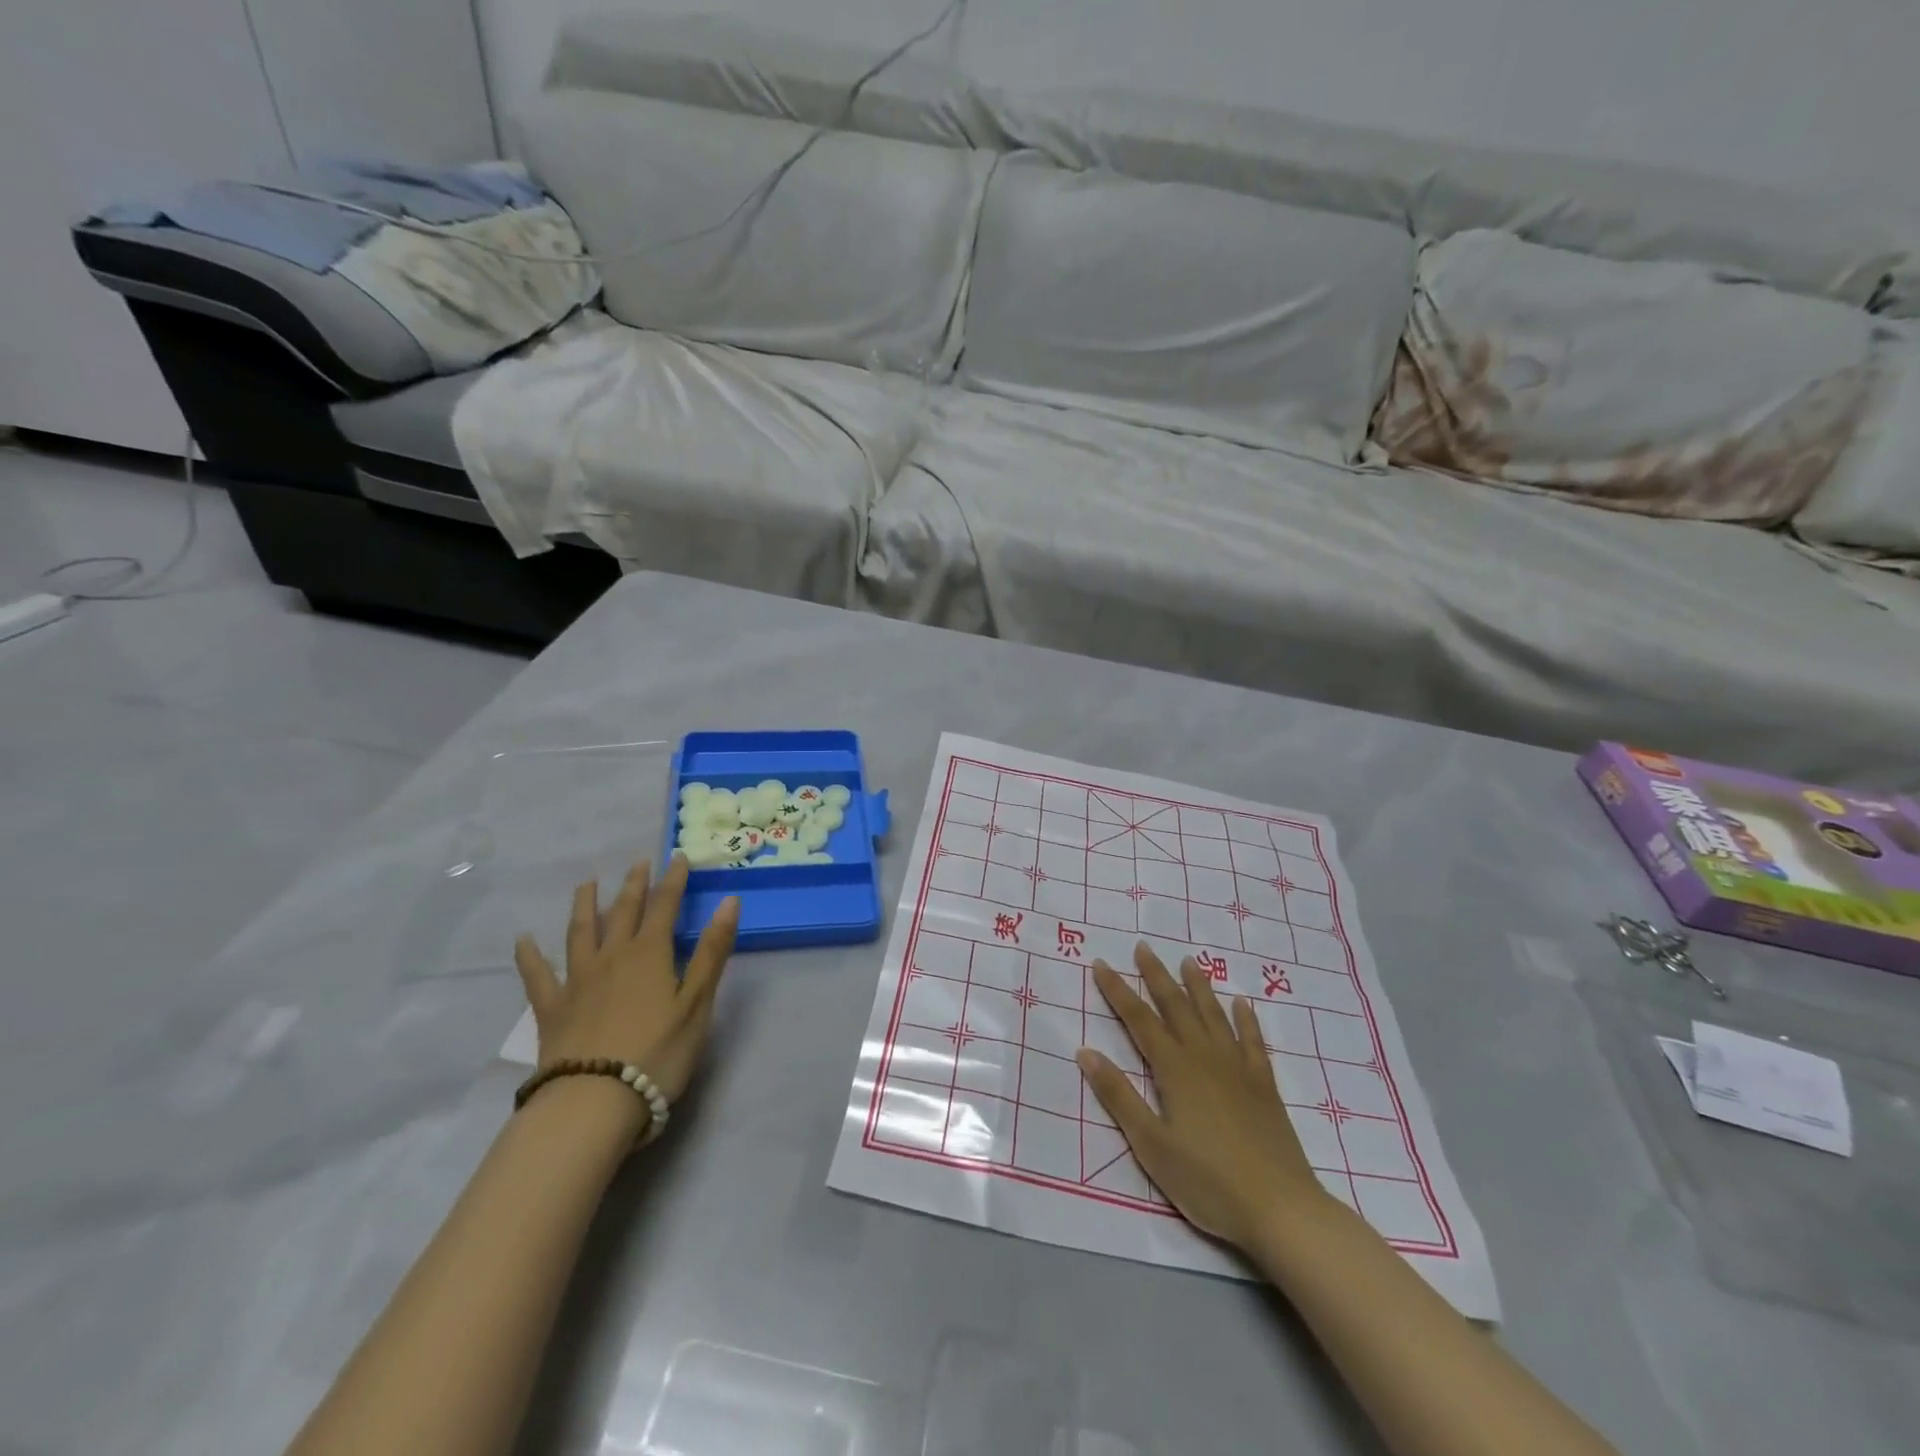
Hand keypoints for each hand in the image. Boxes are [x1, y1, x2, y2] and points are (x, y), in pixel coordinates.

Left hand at [513, 853, 738, 1100]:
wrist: (594, 1101)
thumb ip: (712, 951)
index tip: (678, 857)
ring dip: (584, 906)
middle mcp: (612, 956)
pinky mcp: (552, 1009)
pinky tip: (525, 941)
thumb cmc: (658, 1053)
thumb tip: (729, 901)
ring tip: (587, 885)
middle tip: (637, 864)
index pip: (665, 907)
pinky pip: (537, 976)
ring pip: (580, 933)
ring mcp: (577, 981)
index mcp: (650, 954)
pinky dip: (530, 956)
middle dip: (633, 886)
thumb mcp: (698, 1003)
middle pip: (623, 912)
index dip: (673, 881)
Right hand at [1077, 943, 1326, 1253]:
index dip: (1117, 991)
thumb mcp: (1151, 1145)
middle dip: (1156, 976)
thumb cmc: (1208, 1182)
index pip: (1139, 1020)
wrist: (1281, 1209)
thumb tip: (1085, 1052)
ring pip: (1214, 1015)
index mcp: (1175, 1070)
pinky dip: (1246, 1019)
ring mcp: (1238, 1069)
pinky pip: (1253, 1041)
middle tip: (1143, 947)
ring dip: (1198, 987)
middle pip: (1176, 1007)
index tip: (1100, 963)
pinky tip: (1242, 1004)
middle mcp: (1205, 1058)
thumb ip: (1119, 1096)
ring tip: (1188, 961)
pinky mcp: (1265, 1086)